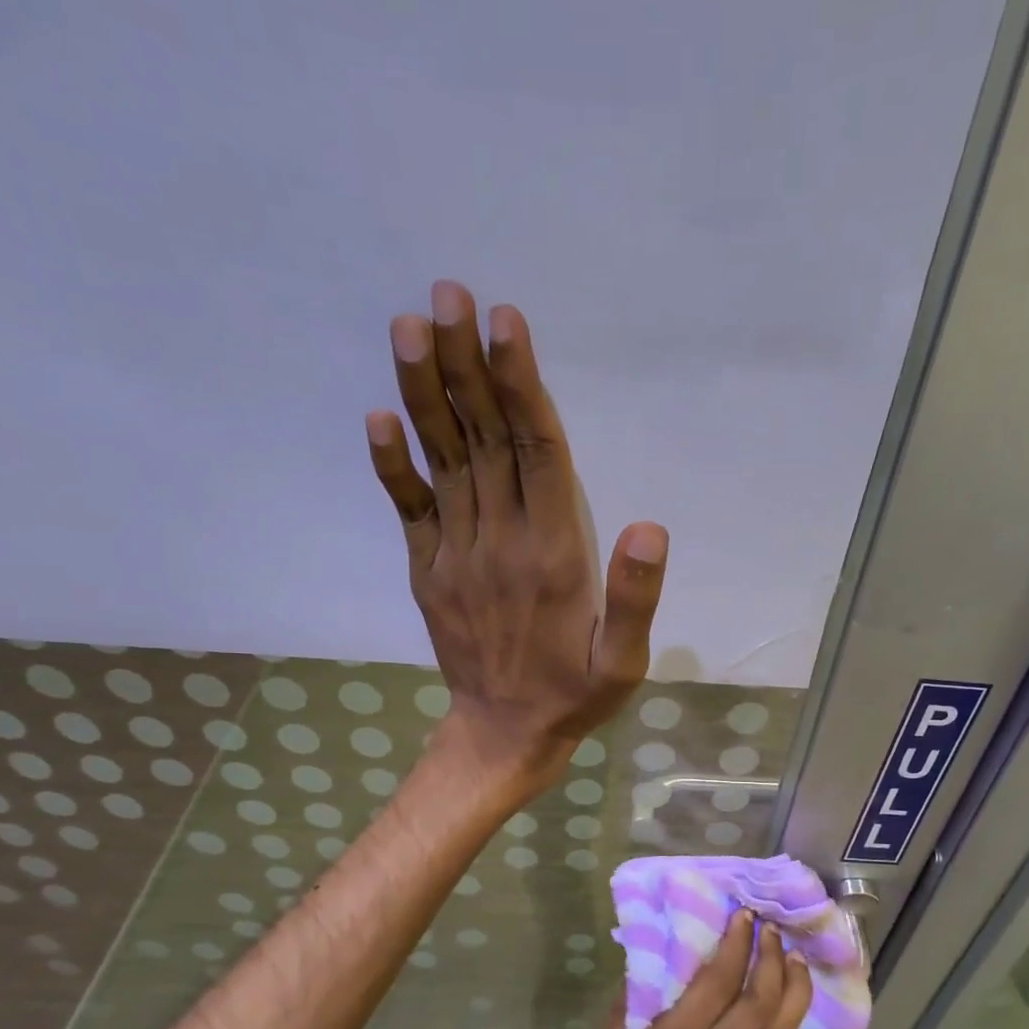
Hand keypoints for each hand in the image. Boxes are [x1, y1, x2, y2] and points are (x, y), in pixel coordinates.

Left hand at [367, 280, 668, 786]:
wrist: (503, 736)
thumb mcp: (624, 663)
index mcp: (553, 557)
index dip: (521, 386)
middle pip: (485, 440)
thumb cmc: (574, 696)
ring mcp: (456, 556)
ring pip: (445, 462)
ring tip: (411, 327)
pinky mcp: (429, 572)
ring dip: (426, 394)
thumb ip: (636, 599)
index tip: (504, 323)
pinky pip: (408, 511)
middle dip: (466, 365)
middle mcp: (500, 543)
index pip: (537, 455)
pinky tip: (378, 416)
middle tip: (447, 293)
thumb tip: (650, 527)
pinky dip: (392, 465)